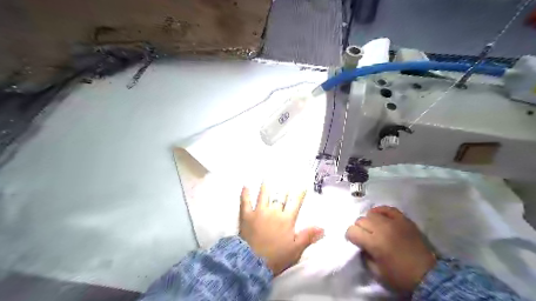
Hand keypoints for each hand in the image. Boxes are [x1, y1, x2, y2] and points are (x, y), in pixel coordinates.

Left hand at [241, 184, 323, 274]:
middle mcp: (274, 212)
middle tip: (285, 178)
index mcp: (287, 219)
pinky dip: (245, 194)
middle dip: (284, 188)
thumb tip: (322, 228)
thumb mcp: (296, 249)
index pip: (295, 203)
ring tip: (267, 178)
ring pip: (263, 195)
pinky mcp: (246, 216)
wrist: (253, 263)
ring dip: (266, 186)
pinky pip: (245, 202)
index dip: (300, 194)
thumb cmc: (276, 257)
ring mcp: (259, 212)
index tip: (303, 185)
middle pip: (280, 197)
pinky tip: (245, 186)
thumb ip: (308, 236)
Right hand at [345, 205, 436, 292]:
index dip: (350, 236)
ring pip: (372, 213)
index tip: (354, 241)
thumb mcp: (377, 273)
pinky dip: (381, 212)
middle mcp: (382, 229)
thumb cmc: (400, 277)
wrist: (429, 276)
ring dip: (369, 221)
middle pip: (360, 220)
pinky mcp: (404, 219)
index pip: (352, 231)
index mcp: (374, 243)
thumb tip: (361, 245)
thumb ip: (365, 256)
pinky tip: (381, 218)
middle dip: (359, 228)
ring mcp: (394, 222)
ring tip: (374, 228)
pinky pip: (388, 208)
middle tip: (365, 236)